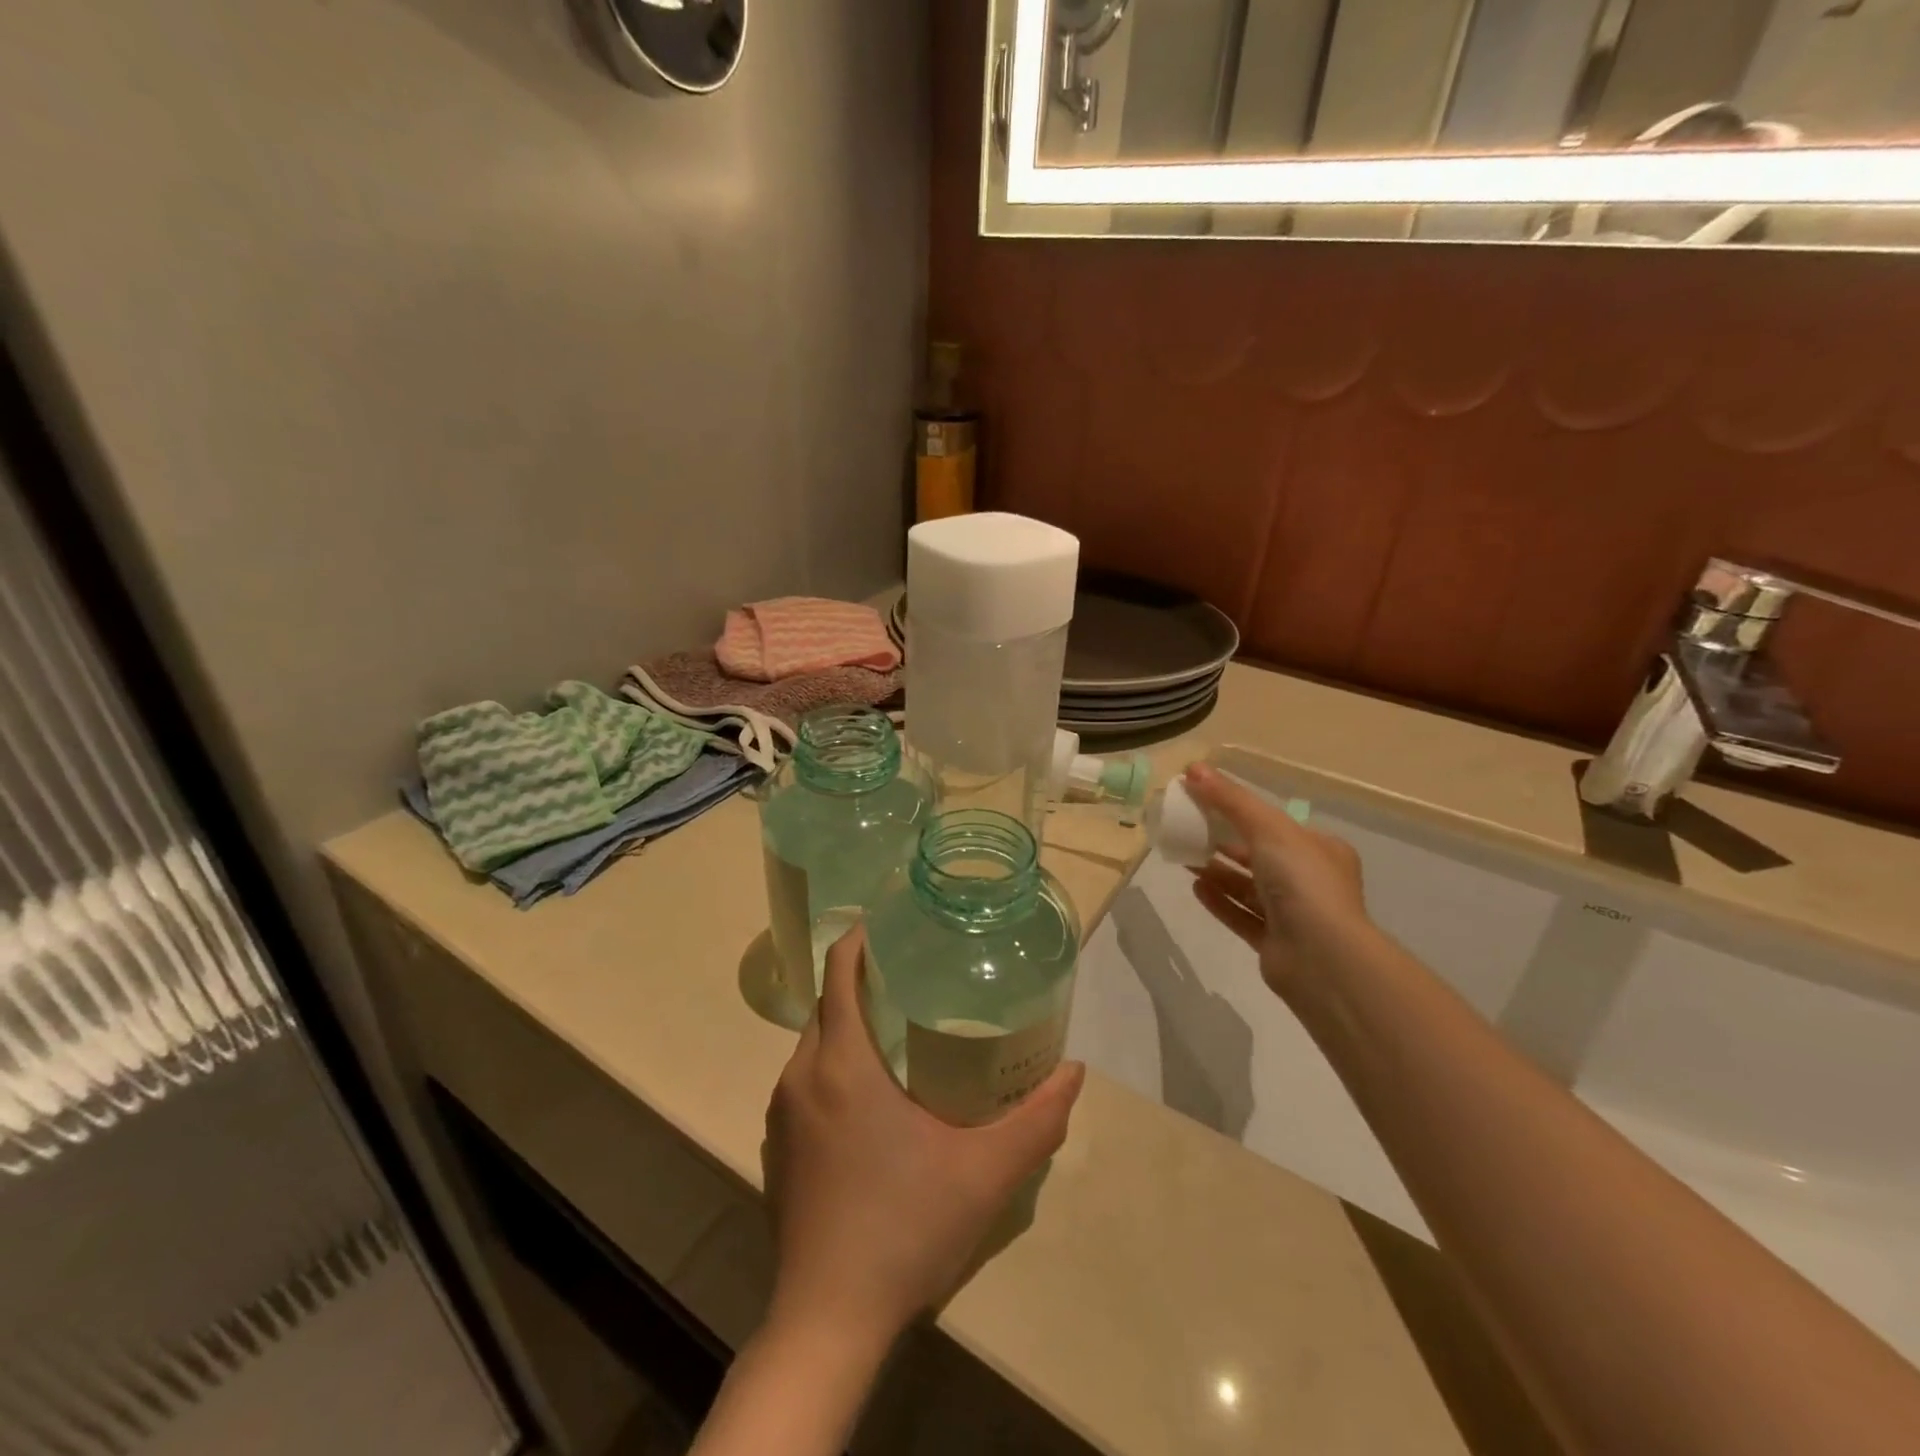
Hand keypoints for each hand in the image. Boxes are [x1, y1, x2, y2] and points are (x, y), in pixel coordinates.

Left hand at [763, 926, 1085, 1348]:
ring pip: (815, 1046)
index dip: (862, 940)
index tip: (893, 926)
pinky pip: (805, 1084)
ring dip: (849, 1028)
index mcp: (842, 1063)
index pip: (840, 974)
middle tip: (917, 980)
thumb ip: (1037, 1119)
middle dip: (864, 984)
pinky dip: (834, 1068)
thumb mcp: (986, 1173)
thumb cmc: (906, 1228)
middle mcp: (801, 1077)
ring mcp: (782, 1116)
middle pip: (828, 1006)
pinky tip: (873, 1101)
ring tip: (901, 1032)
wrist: (829, 1322)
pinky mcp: (777, 1150)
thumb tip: (1075, 1071)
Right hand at [1182, 762, 1375, 997]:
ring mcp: (1294, 915)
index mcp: (1320, 850)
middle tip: (1190, 829)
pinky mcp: (1275, 943)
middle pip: (1260, 856)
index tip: (1207, 804)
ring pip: (1248, 887)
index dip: (1242, 812)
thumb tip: (1193, 769)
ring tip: (1185, 857)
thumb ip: (1230, 799)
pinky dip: (1219, 901)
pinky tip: (1195, 887)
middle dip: (1226, 842)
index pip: (1277, 826)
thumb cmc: (1302, 881)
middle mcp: (1311, 882)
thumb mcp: (1267, 828)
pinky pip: (1241, 916)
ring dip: (1218, 872)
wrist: (1321, 957)